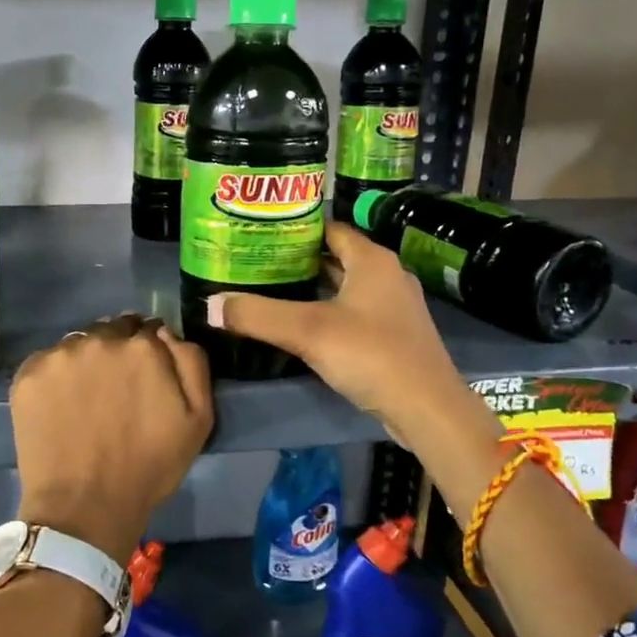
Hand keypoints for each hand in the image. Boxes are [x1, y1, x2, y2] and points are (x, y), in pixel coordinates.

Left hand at [10, 314, 213, 566]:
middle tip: (115, 389)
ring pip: (78, 344)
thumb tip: (167, 333)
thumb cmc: (149, 467)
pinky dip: (55, 377)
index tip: (145, 378)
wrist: (85, 508)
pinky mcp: (28, 374)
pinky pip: (47, 362)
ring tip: (85, 399)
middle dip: (117, 351)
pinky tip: (60, 406)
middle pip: (112, 331)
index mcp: (144, 346)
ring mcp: (60, 355)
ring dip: (86, 361)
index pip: (148, 329)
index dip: (149, 352)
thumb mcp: (199, 418)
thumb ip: (191, 362)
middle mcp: (100, 339)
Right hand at [208, 222, 492, 449]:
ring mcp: (395, 307)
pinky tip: (303, 327)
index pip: (329, 229)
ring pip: (346, 287)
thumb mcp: (307, 331)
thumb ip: (257, 315)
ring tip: (272, 292)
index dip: (295, 229)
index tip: (261, 236)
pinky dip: (330, 313)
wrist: (426, 407)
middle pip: (337, 258)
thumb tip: (210, 305)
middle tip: (258, 265)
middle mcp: (387, 275)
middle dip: (299, 261)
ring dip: (314, 289)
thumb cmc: (370, 354)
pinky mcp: (395, 335)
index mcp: (372, 259)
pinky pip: (355, 313)